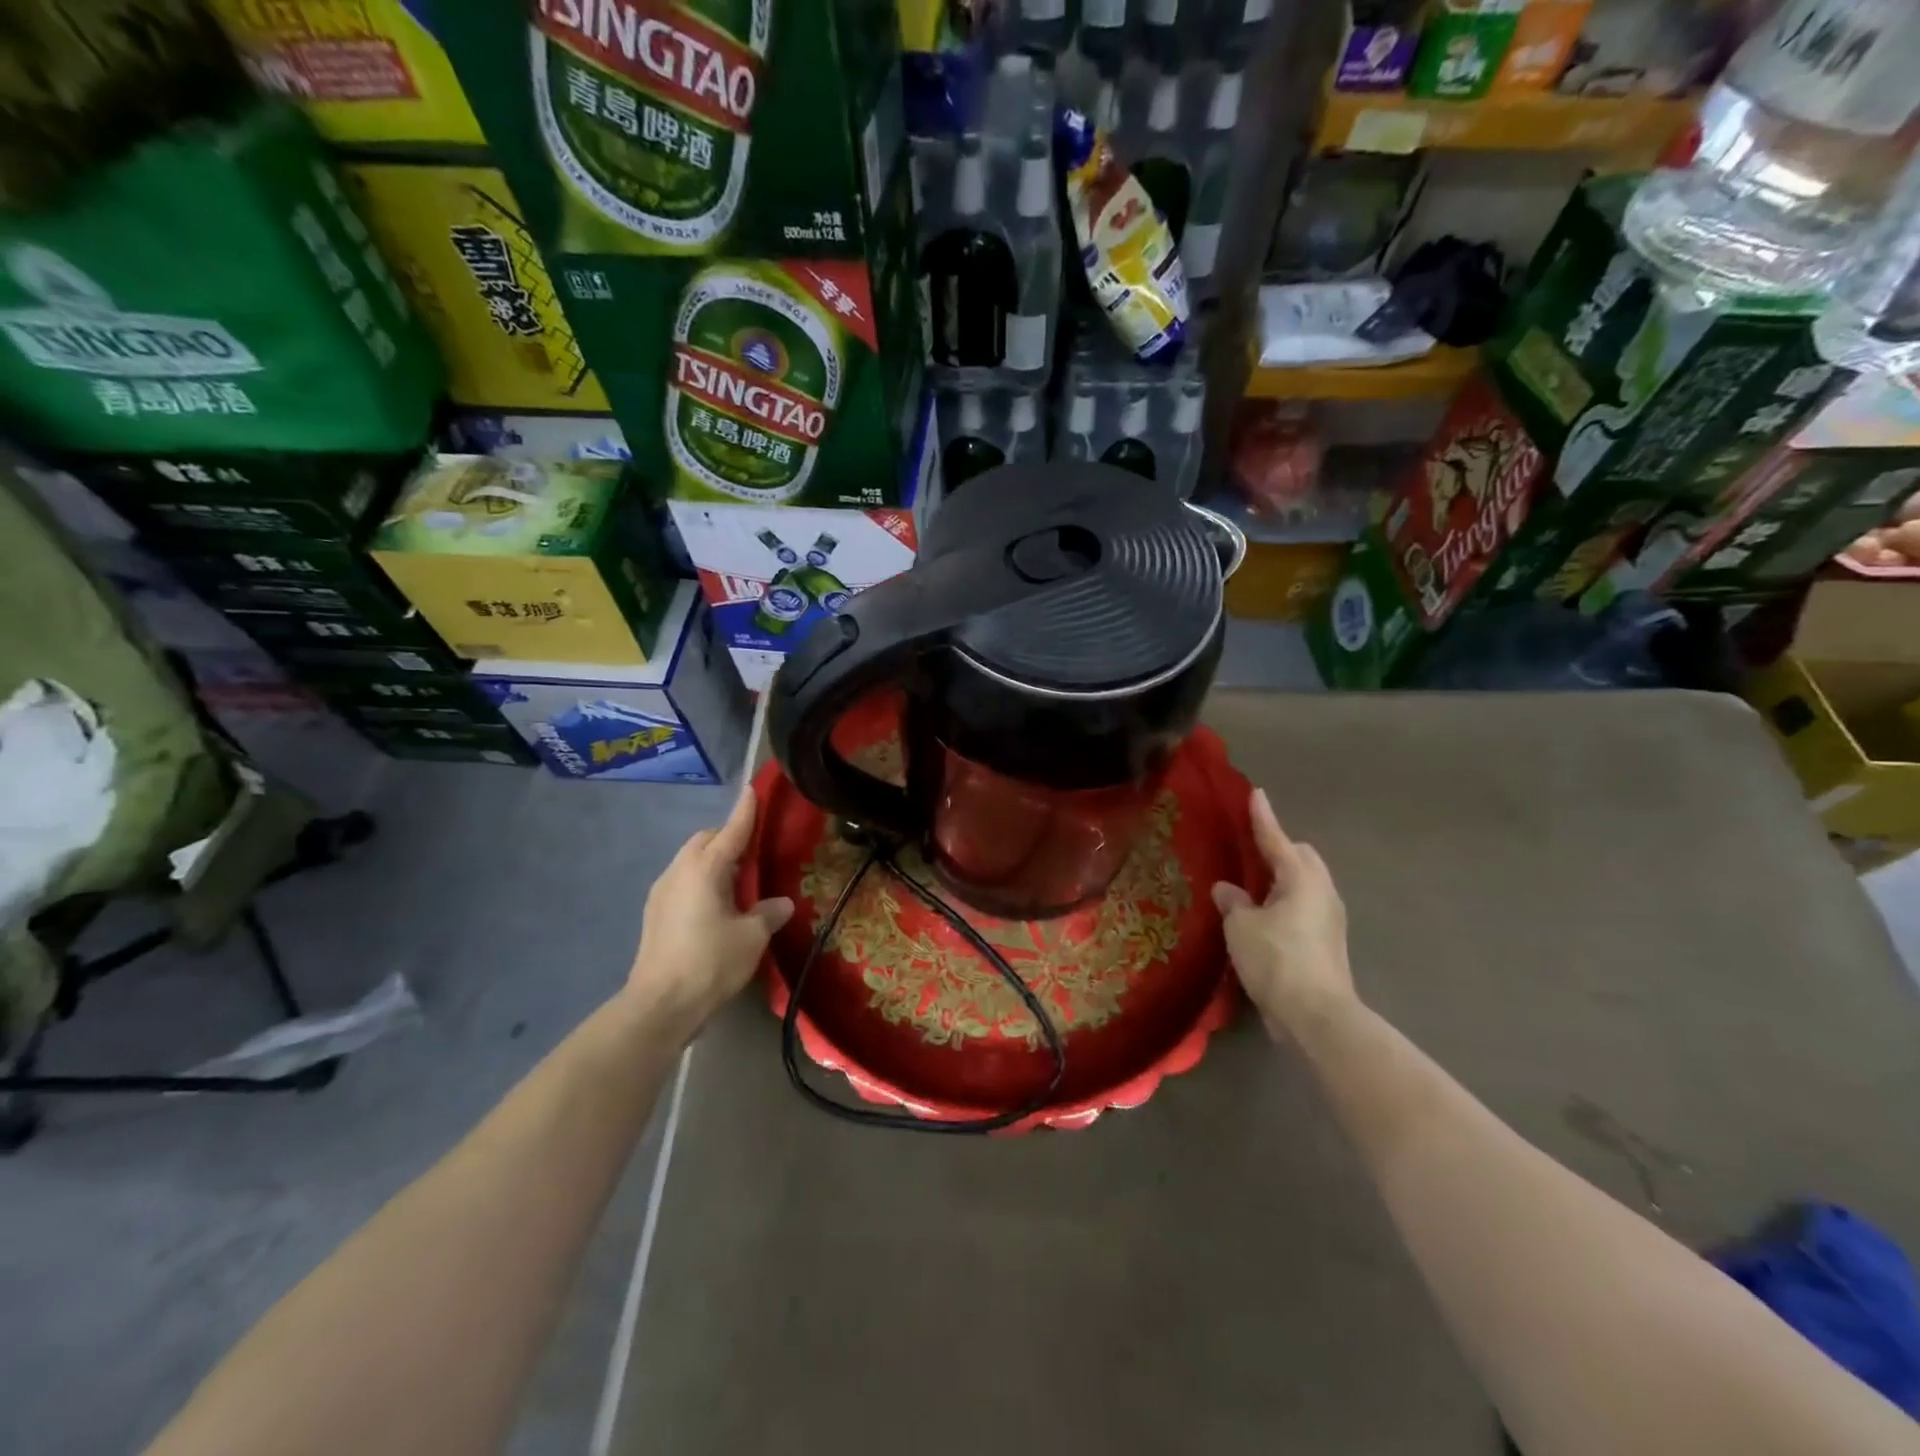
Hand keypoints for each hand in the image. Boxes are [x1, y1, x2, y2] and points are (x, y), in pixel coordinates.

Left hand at [624, 791, 794, 1040]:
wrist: (660, 1005)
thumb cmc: (710, 962)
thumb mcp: (751, 937)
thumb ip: (768, 913)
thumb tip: (782, 903)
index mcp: (705, 869)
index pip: (731, 831)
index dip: (745, 812)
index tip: (752, 790)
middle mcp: (679, 872)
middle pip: (704, 841)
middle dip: (727, 837)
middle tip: (753, 848)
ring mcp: (662, 893)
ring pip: (690, 861)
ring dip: (712, 860)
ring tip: (738, 878)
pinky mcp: (655, 914)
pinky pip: (683, 881)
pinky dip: (701, 880)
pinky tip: (717, 903)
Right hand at [1212, 788, 1356, 1041]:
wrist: (1316, 1016)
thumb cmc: (1276, 960)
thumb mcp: (1240, 927)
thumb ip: (1233, 902)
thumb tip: (1228, 890)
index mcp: (1301, 879)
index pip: (1277, 838)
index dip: (1263, 817)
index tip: (1255, 794)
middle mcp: (1321, 892)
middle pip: (1301, 858)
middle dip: (1279, 848)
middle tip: (1251, 848)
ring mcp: (1329, 919)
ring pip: (1305, 884)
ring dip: (1283, 878)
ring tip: (1253, 883)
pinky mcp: (1327, 943)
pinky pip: (1304, 907)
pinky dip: (1285, 902)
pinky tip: (1263, 916)